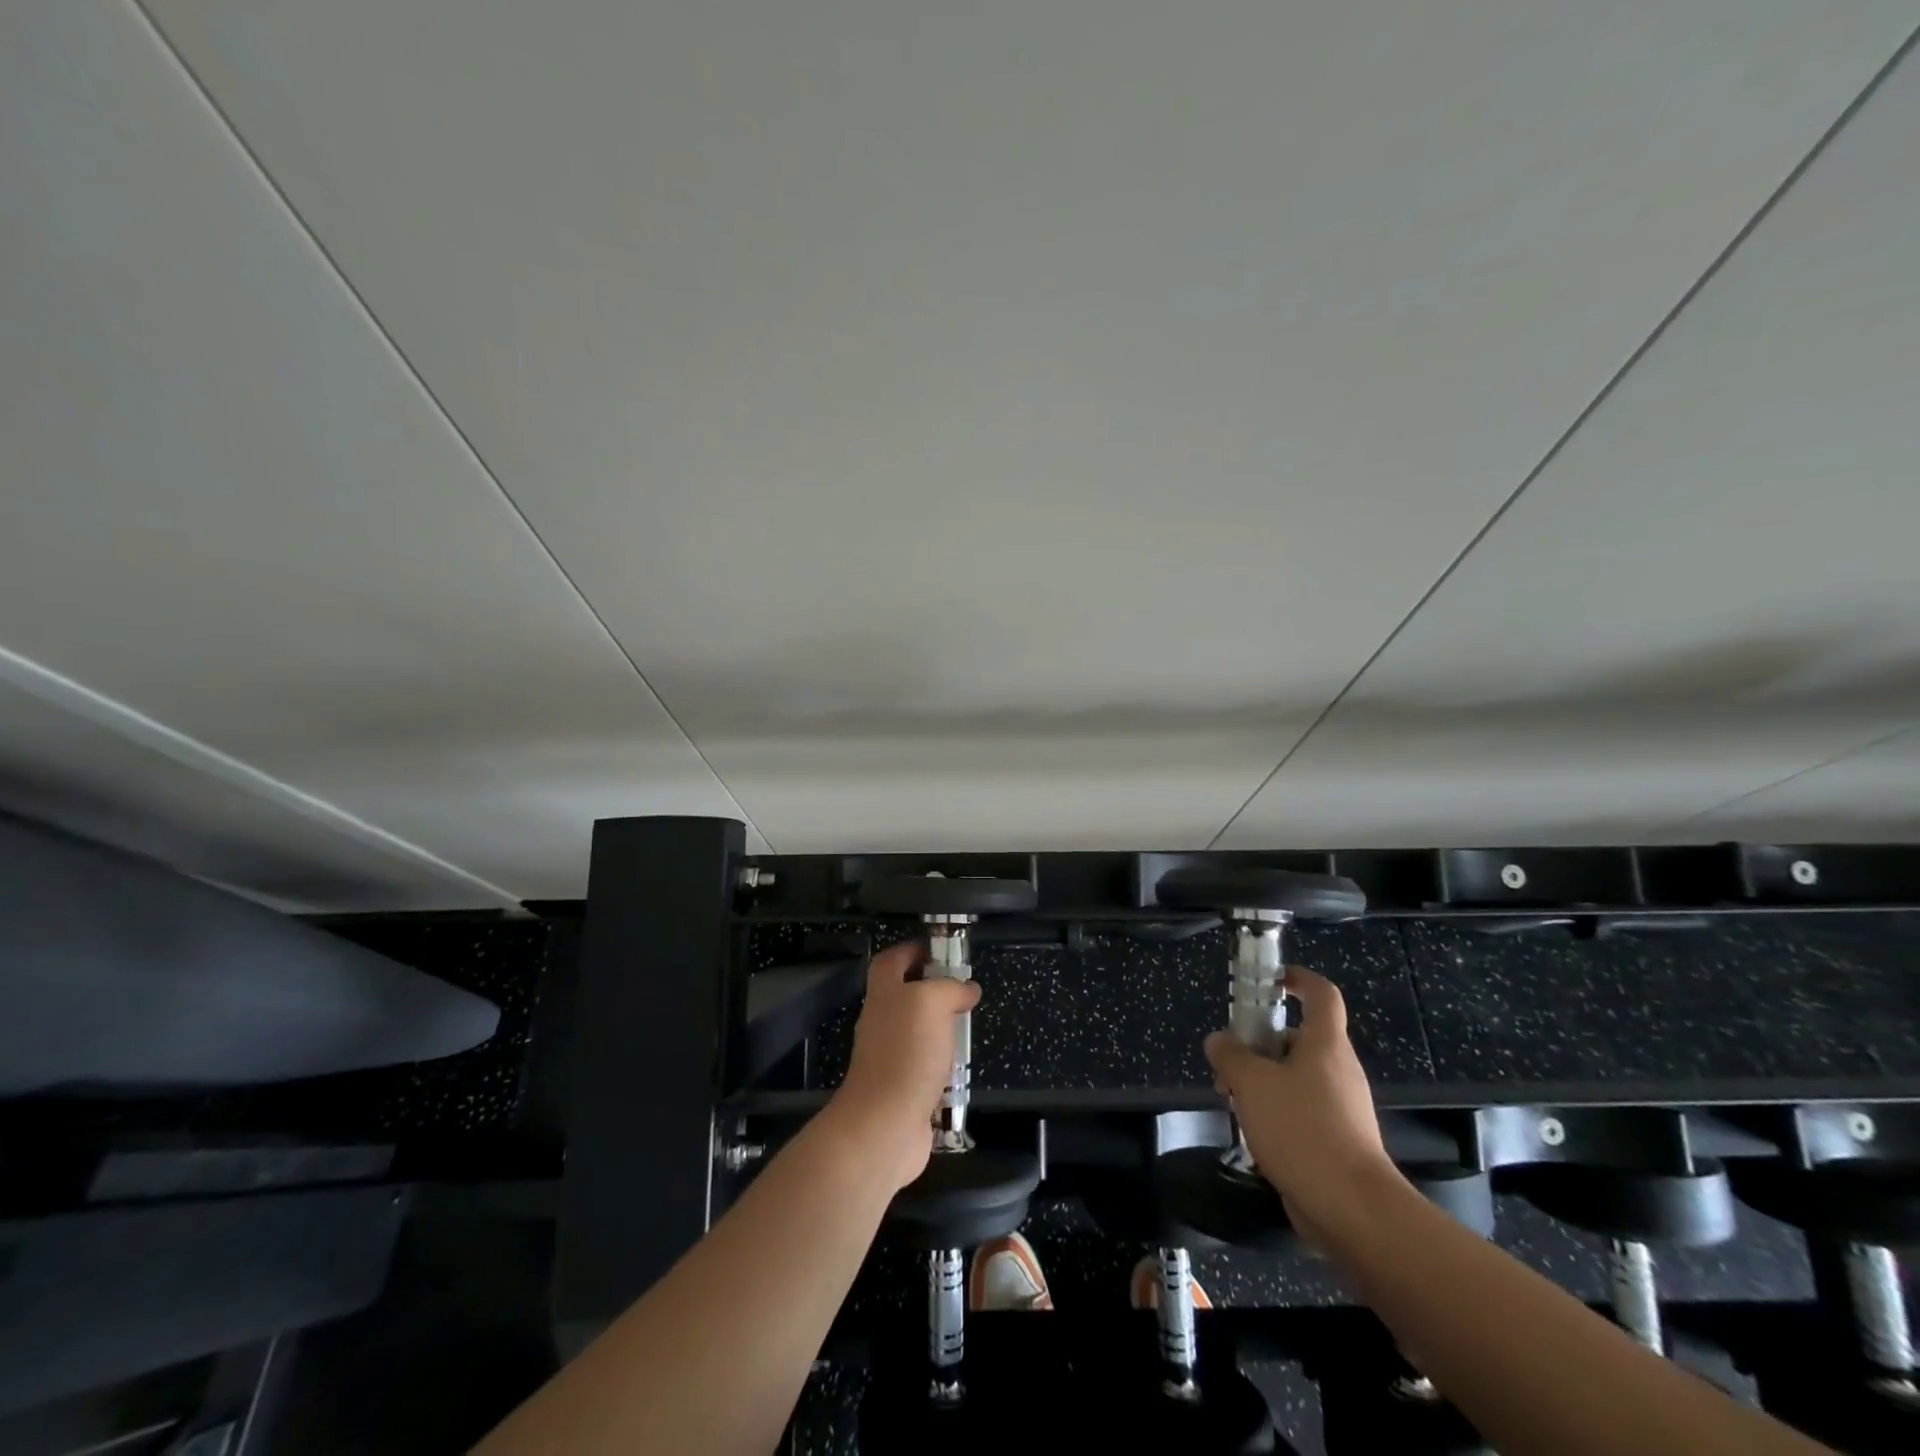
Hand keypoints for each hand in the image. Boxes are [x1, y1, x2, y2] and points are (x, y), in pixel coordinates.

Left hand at [829, 941, 980, 1190]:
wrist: (885, 1123)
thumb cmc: (907, 1052)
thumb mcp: (933, 1002)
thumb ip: (951, 988)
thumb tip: (967, 988)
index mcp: (884, 992)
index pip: (892, 960)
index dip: (913, 950)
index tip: (942, 952)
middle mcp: (882, 1020)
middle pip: (905, 993)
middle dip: (934, 990)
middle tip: (964, 991)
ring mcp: (889, 1055)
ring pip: (917, 1030)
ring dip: (941, 1028)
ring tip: (968, 1027)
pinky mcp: (901, 1086)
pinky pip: (925, 1065)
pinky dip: (943, 1063)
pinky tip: (961, 1067)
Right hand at [1204, 966, 1403, 1240]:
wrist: (1351, 1209)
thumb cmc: (1302, 1129)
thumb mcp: (1251, 1082)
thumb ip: (1230, 1055)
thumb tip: (1219, 1041)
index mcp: (1326, 1044)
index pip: (1322, 994)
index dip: (1298, 979)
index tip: (1270, 980)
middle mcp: (1339, 1069)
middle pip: (1299, 1039)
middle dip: (1261, 1045)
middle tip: (1229, 1062)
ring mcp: (1342, 1107)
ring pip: (1297, 1078)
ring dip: (1263, 1082)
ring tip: (1233, 1102)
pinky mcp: (1339, 1141)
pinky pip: (1302, 1111)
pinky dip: (1277, 1113)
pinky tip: (1255, 1135)